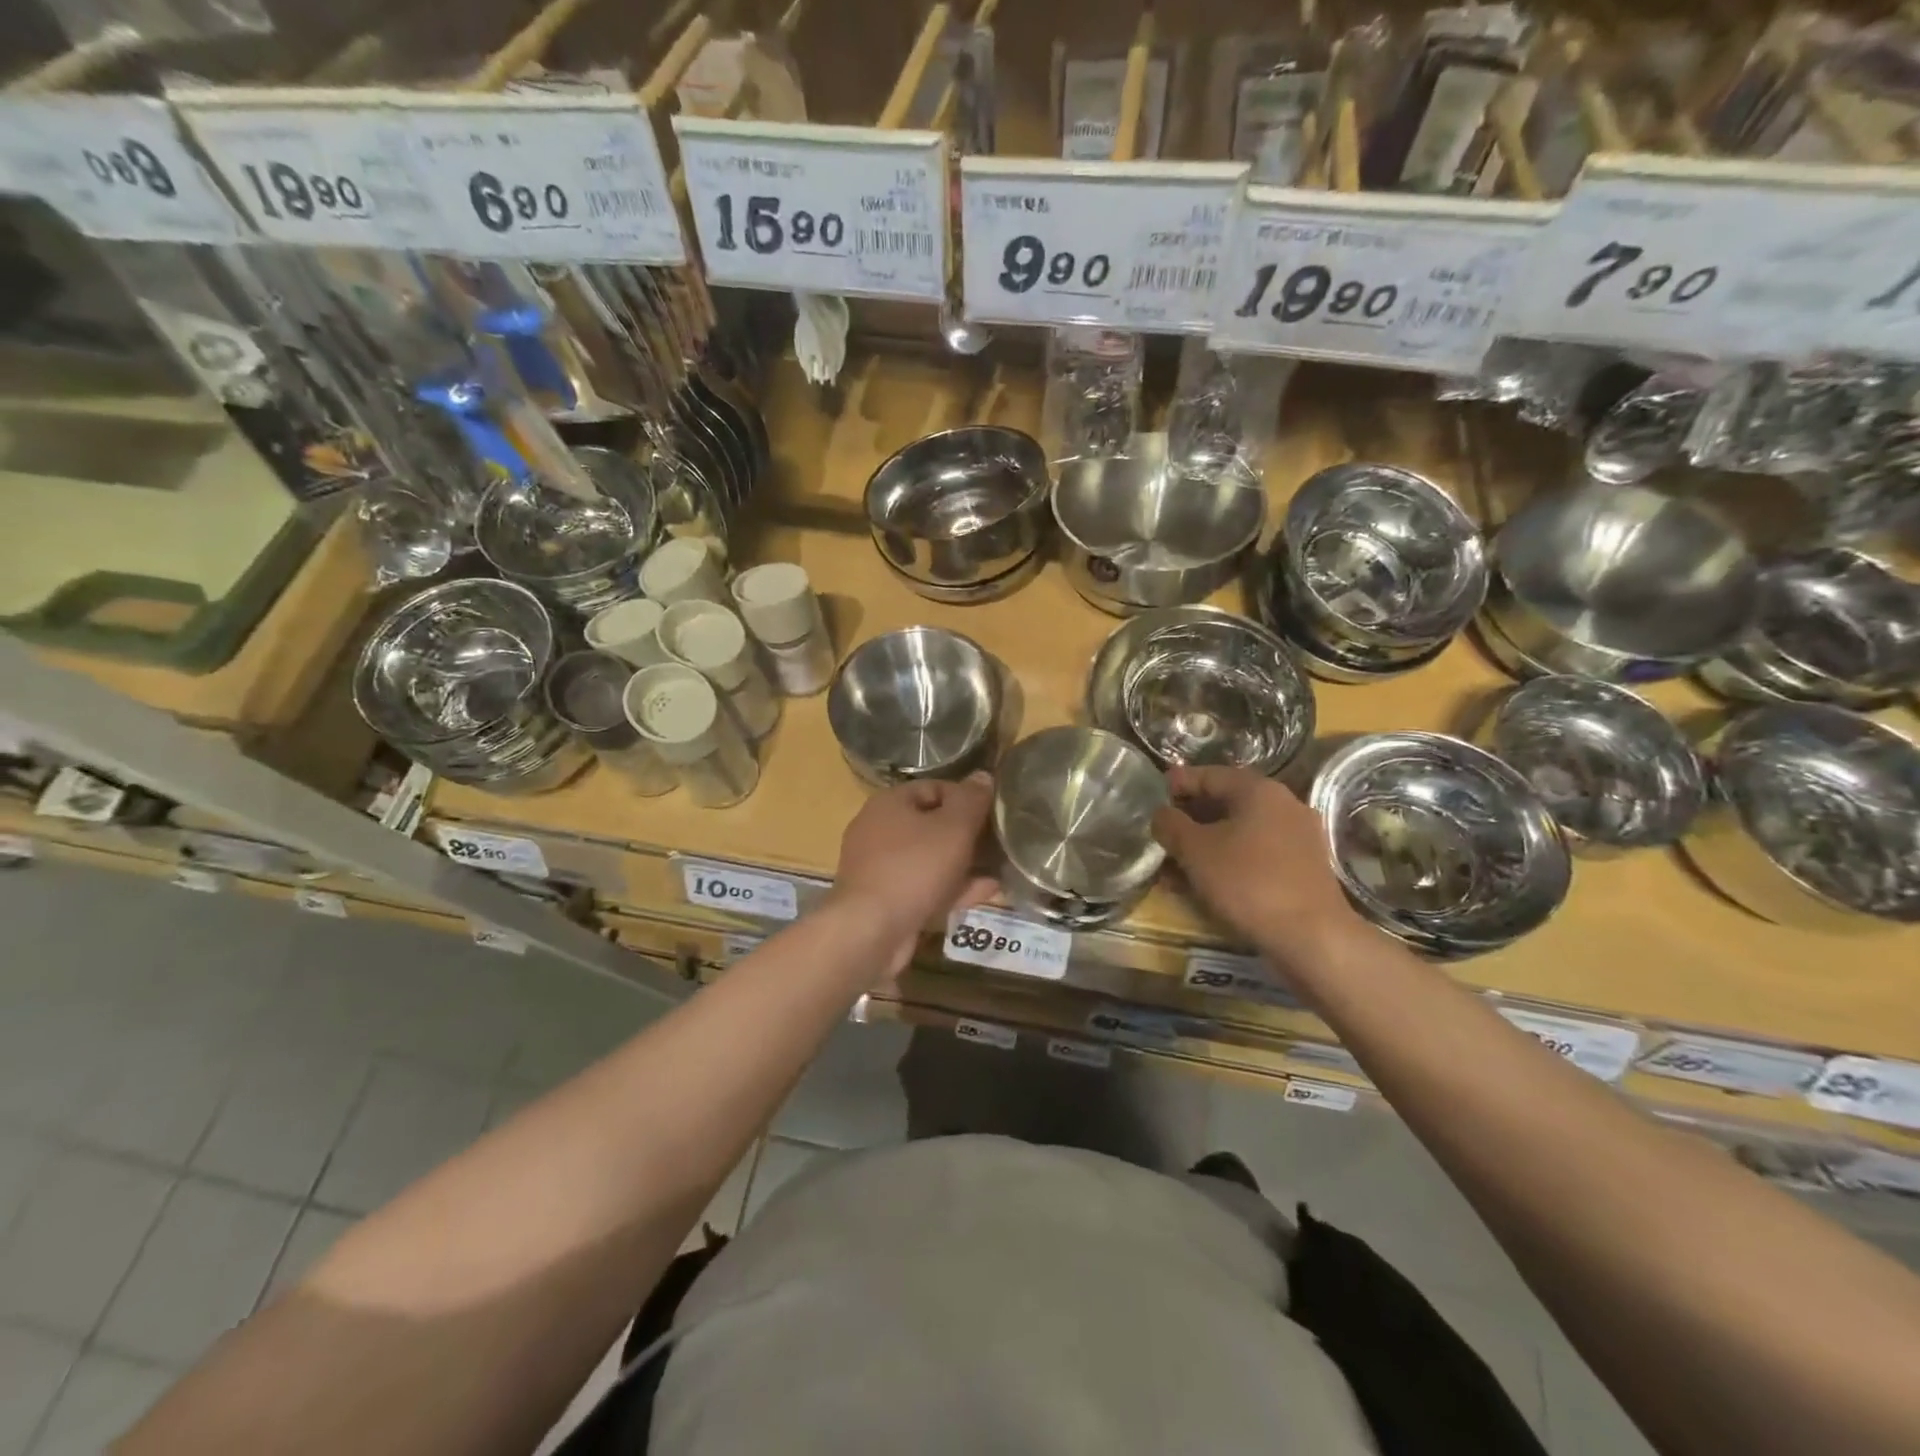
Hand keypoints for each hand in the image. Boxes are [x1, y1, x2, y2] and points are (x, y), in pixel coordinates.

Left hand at [831, 773, 997, 974]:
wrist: (870, 931)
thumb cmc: (914, 868)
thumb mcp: (953, 828)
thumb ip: (971, 800)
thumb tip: (983, 776)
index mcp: (889, 803)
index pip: (935, 787)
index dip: (967, 797)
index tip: (994, 813)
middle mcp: (878, 829)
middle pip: (932, 824)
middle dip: (967, 835)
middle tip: (999, 843)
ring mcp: (879, 867)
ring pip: (929, 859)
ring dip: (964, 864)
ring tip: (999, 869)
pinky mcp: (884, 899)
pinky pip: (924, 886)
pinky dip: (951, 887)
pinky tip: (985, 892)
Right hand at [1152, 765, 1364, 971]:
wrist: (1311, 937)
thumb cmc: (1248, 882)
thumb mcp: (1195, 850)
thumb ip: (1171, 825)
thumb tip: (1161, 814)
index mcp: (1259, 790)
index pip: (1209, 774)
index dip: (1177, 783)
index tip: (1153, 795)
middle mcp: (1283, 805)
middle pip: (1226, 802)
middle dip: (1190, 819)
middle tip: (1161, 833)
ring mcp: (1297, 838)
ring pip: (1239, 832)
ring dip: (1206, 844)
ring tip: (1175, 865)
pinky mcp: (1302, 868)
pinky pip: (1256, 854)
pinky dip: (1228, 861)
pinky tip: (1205, 883)